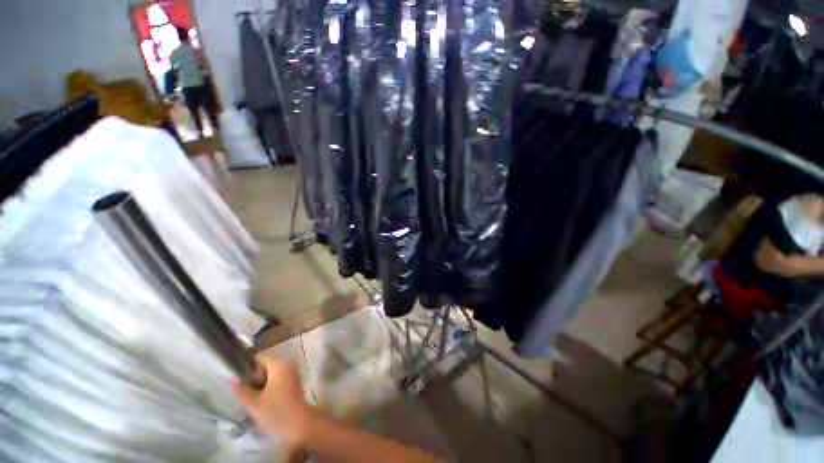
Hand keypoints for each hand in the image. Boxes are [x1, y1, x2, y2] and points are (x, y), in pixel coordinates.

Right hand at [233, 356, 315, 453]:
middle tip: (244, 393)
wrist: (300, 425)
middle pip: (265, 365)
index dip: (246, 369)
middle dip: (253, 378)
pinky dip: (269, 387)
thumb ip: (241, 390)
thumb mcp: (254, 403)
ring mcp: (293, 372)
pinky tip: (262, 400)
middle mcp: (288, 363)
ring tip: (252, 398)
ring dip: (261, 384)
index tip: (237, 381)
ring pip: (271, 373)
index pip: (259, 358)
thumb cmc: (276, 413)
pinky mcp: (294, 382)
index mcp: (280, 364)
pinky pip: (278, 379)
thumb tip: (231, 379)